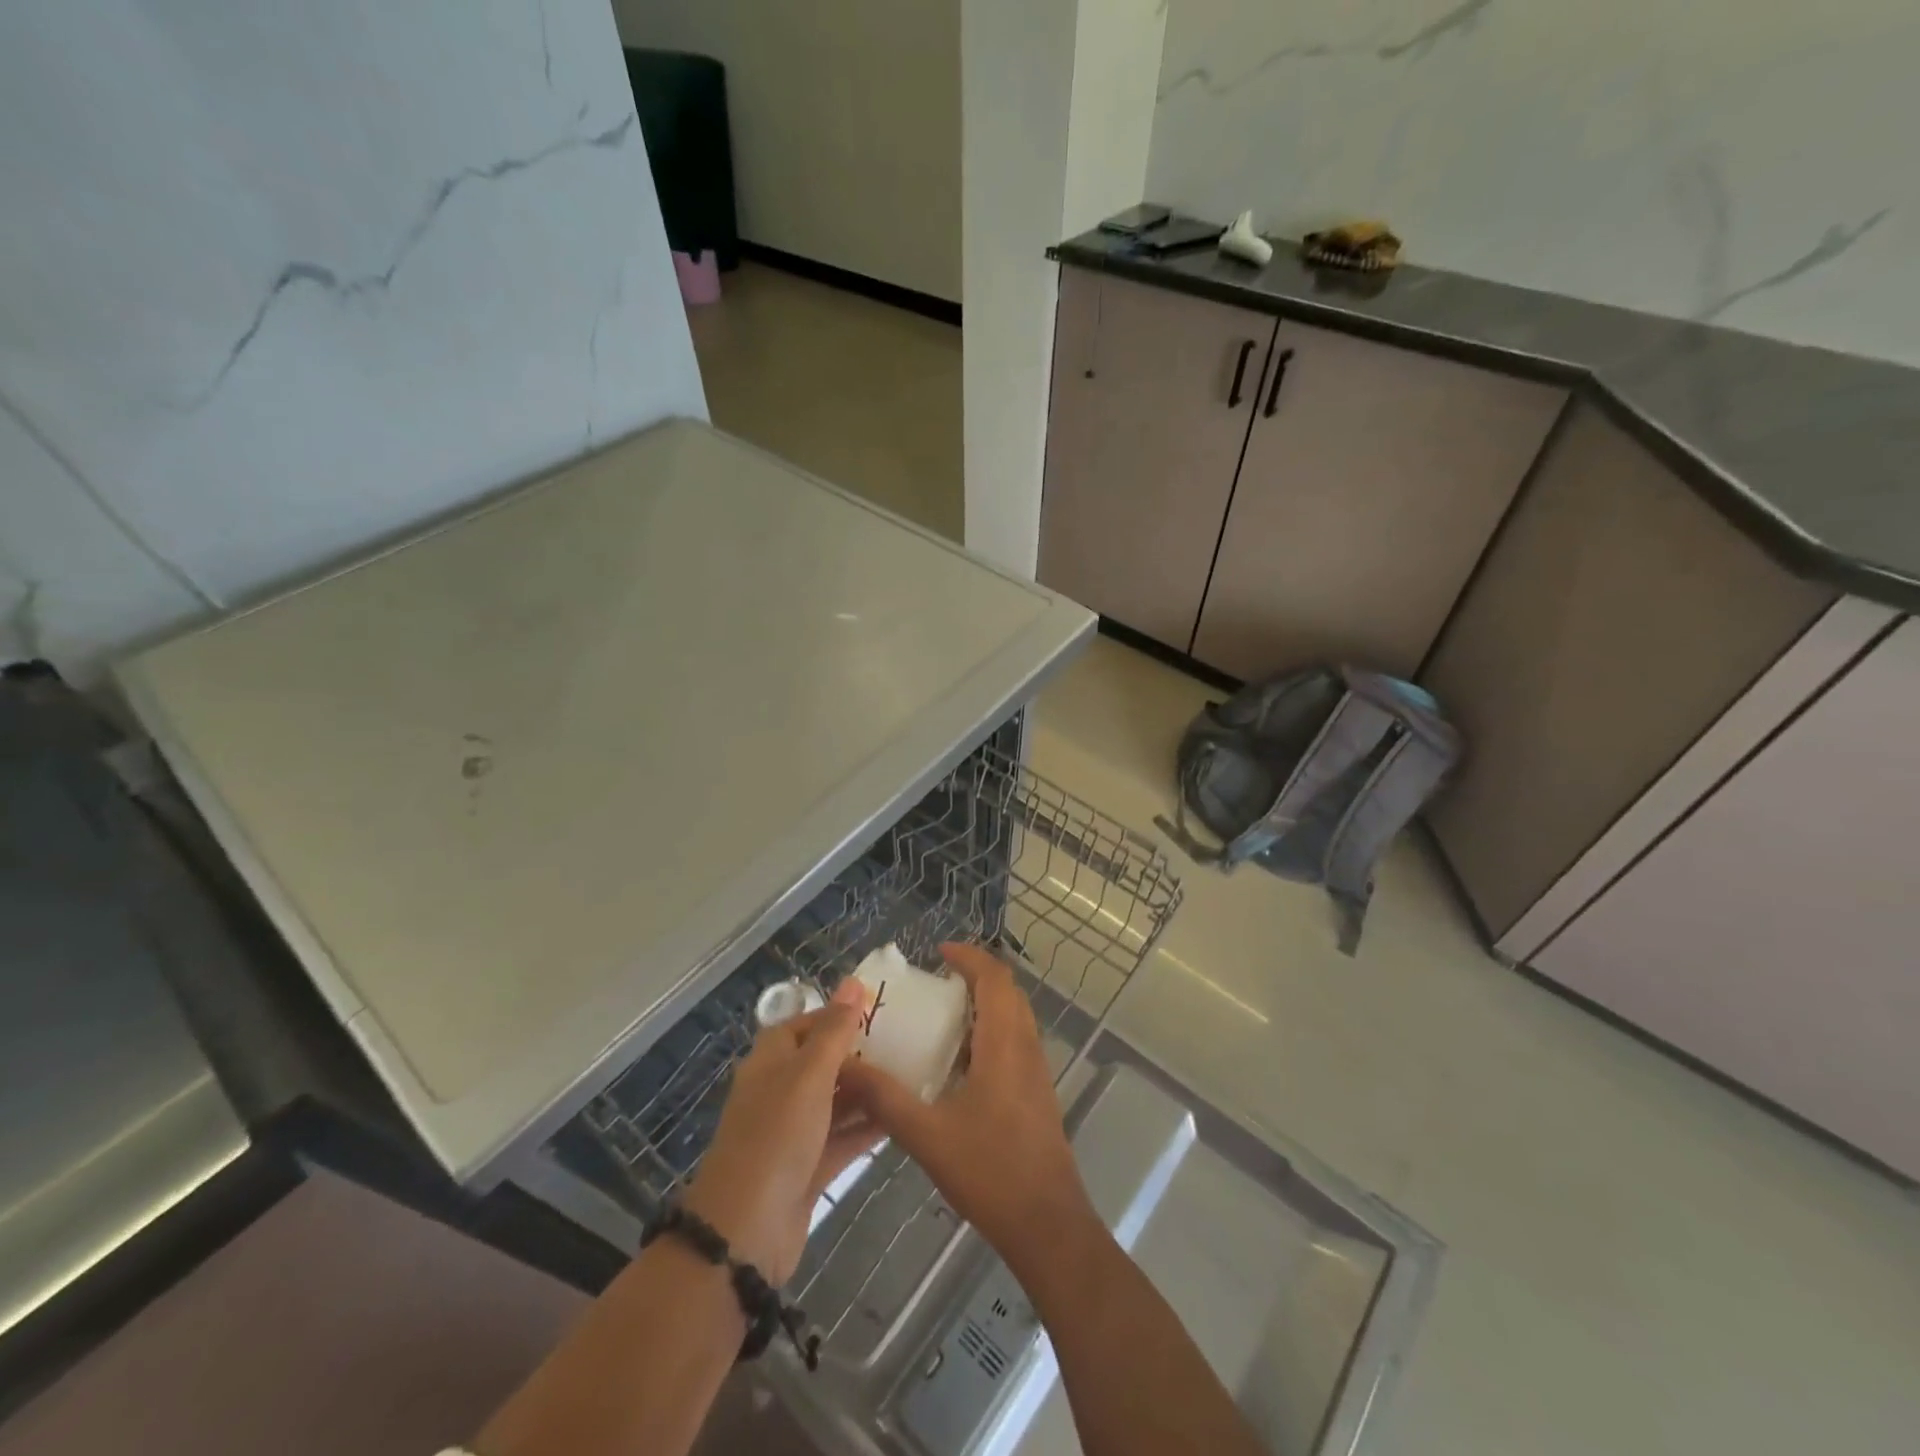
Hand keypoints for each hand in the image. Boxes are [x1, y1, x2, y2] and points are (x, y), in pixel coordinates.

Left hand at [684, 991, 878, 1285]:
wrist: (744, 1234)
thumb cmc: (776, 1137)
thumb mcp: (809, 1075)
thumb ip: (834, 1030)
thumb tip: (853, 981)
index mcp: (770, 1062)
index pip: (804, 1025)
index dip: (836, 1014)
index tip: (879, 1009)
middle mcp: (779, 1092)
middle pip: (822, 1062)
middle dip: (859, 1052)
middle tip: (907, 1041)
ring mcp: (793, 1133)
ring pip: (835, 1101)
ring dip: (867, 1090)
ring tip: (913, 1074)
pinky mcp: (807, 1168)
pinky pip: (842, 1138)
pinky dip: (867, 1128)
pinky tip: (901, 1118)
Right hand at [837, 943, 1099, 1282]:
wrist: (1047, 1225)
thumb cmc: (990, 1171)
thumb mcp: (926, 1134)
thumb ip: (884, 1098)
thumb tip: (844, 1067)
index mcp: (1004, 1044)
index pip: (994, 979)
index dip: (969, 957)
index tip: (939, 952)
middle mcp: (1027, 1048)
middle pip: (1008, 992)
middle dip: (976, 976)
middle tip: (938, 981)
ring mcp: (1037, 1072)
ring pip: (1015, 1018)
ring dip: (985, 1005)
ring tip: (943, 1016)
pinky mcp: (1038, 1093)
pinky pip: (1016, 1042)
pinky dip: (991, 1033)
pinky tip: (960, 1064)